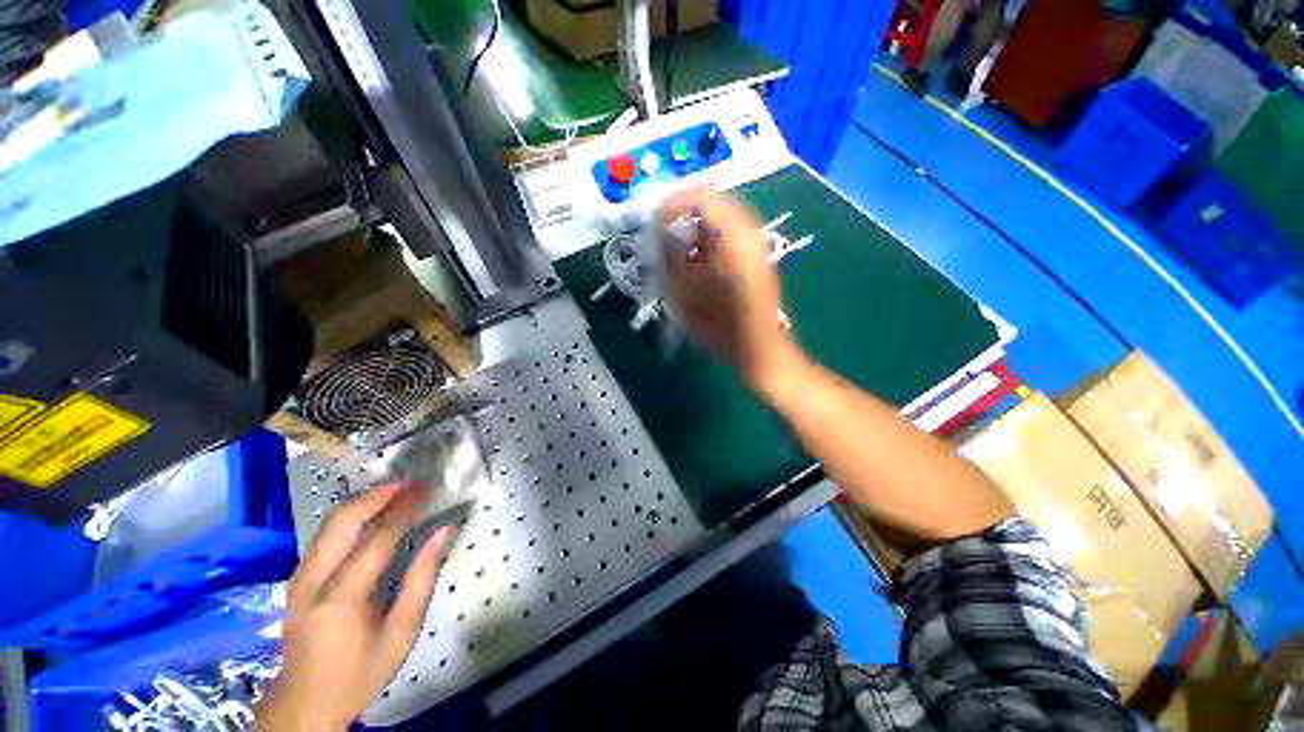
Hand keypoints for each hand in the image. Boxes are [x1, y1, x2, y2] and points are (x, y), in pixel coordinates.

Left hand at [256, 482, 454, 729]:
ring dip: (365, 500)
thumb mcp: (402, 631)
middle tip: (411, 483)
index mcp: (341, 597)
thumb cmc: (360, 672)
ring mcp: (299, 577)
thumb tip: (444, 531)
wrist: (304, 703)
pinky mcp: (297, 578)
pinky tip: (372, 512)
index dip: (405, 508)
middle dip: (379, 494)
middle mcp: (313, 580)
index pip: (377, 537)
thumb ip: (423, 578)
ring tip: (397, 491)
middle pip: (343, 520)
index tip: (428, 488)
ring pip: (330, 522)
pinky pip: (325, 534)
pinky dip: (352, 515)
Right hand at [657, 187, 802, 395]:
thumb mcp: (685, 292)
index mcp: (733, 238)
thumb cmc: (720, 329)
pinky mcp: (756, 255)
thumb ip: (670, 254)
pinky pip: (726, 235)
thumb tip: (661, 230)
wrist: (759, 350)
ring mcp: (755, 243)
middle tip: (664, 244)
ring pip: (717, 219)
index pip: (699, 196)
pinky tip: (698, 265)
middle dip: (681, 220)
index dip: (671, 207)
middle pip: (709, 204)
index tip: (654, 229)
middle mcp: (748, 232)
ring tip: (679, 258)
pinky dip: (706, 243)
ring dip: (693, 232)